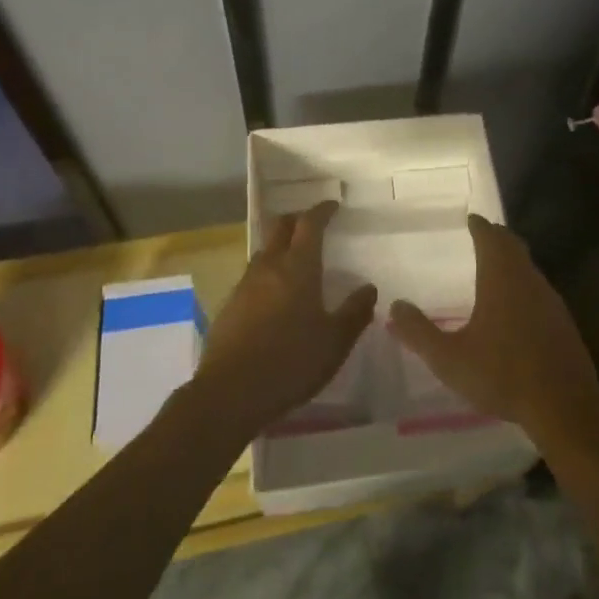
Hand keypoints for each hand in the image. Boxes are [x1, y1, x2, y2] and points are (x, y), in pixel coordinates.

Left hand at [195, 202, 375, 437]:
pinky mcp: (229, 306)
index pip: (310, 224)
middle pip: (280, 227)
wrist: (230, 393)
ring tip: (294, 259)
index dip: (321, 211)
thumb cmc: (291, 362)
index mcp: (298, 267)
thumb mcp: (335, 342)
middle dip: (297, 219)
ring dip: (280, 246)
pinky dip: (267, 272)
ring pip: (264, 251)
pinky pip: (252, 276)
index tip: (332, 205)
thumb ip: (355, 312)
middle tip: (312, 224)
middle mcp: (269, 267)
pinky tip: (273, 295)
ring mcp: (245, 285)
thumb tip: (369, 288)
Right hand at [387, 215, 598, 451]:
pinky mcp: (562, 320)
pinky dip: (525, 284)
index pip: (490, 237)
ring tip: (496, 267)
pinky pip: (539, 288)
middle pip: (512, 246)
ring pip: (528, 266)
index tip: (471, 219)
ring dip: (512, 260)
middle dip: (497, 237)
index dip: (479, 225)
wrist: (564, 404)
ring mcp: (549, 298)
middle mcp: (527, 278)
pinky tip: (518, 306)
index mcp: (500, 277)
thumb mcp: (449, 359)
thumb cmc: (502, 374)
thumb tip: (395, 306)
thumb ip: (419, 333)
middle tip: (483, 235)